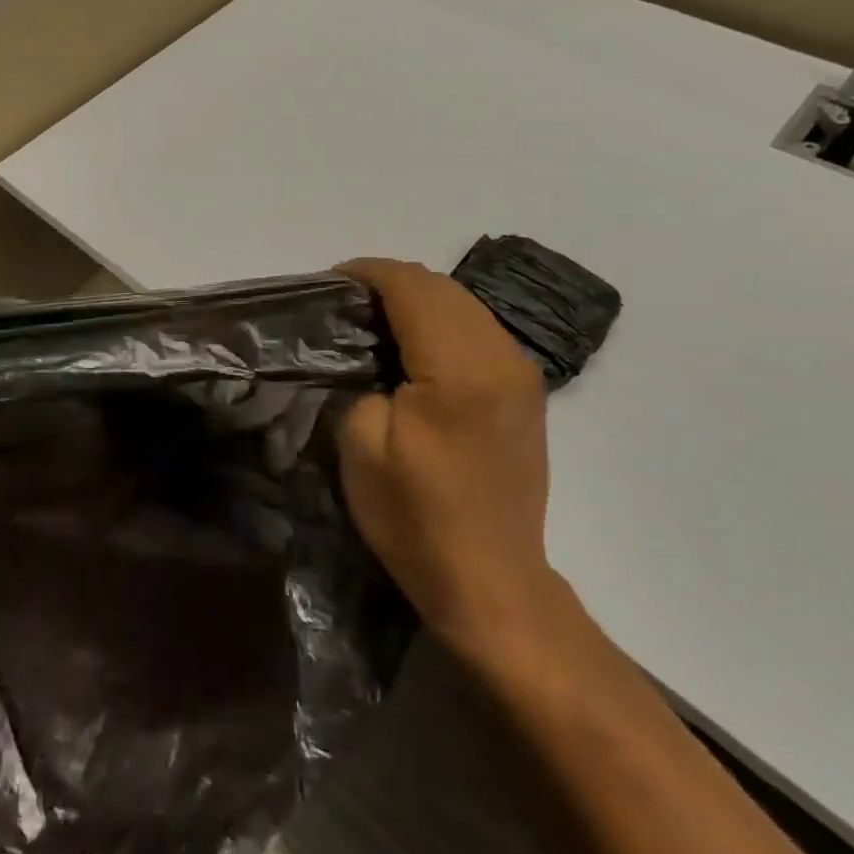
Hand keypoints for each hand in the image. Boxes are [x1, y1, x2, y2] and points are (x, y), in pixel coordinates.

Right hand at [338, 259, 565, 659]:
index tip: (327, 285)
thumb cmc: (415, 516)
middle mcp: (501, 357)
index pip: (412, 287)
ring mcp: (521, 375)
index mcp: (459, 368)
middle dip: (389, 282)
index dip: (366, 273)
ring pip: (465, 306)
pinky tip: (412, 347)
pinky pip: (479, 332)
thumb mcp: (360, 445)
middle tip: (344, 303)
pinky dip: (441, 323)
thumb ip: (360, 379)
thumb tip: (366, 351)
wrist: (489, 579)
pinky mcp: (525, 394)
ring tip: (372, 320)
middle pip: (442, 288)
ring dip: (417, 300)